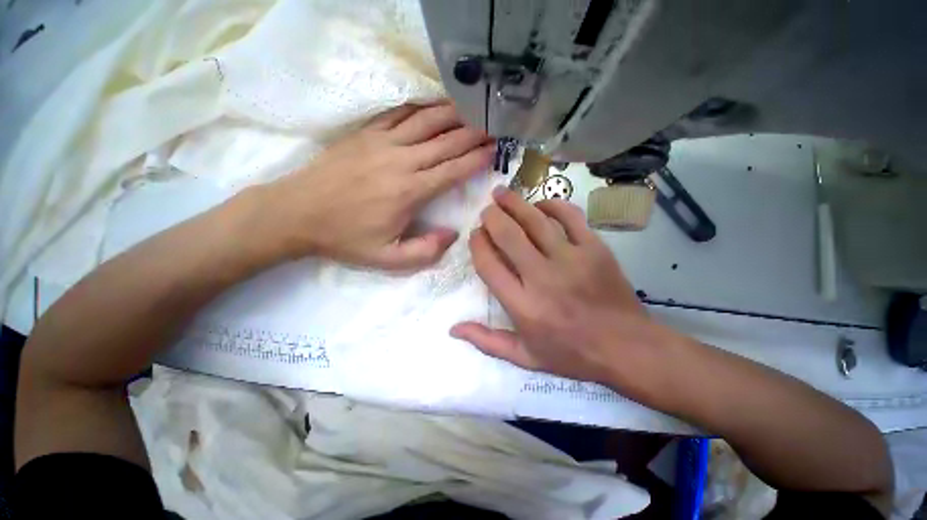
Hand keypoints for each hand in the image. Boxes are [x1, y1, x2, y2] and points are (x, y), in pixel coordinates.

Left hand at [259, 102, 494, 269]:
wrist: (297, 213)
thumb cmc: (346, 239)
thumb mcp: (388, 259)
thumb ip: (425, 251)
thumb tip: (452, 234)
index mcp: (410, 192)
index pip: (453, 170)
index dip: (477, 159)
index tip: (495, 150)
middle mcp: (401, 161)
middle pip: (445, 141)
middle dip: (473, 133)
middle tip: (493, 126)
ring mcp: (381, 142)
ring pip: (425, 121)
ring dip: (452, 113)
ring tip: (472, 108)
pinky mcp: (365, 133)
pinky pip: (398, 114)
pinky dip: (420, 107)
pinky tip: (433, 104)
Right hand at [451, 187, 671, 385]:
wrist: (627, 348)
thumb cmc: (571, 355)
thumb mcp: (524, 357)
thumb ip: (487, 341)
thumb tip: (454, 328)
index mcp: (522, 305)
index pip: (488, 264)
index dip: (477, 244)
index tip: (475, 235)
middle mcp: (542, 278)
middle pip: (508, 235)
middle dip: (492, 217)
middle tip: (486, 211)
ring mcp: (571, 260)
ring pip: (535, 220)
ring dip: (514, 203)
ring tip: (501, 193)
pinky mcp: (595, 249)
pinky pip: (569, 216)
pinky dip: (551, 204)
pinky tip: (540, 204)